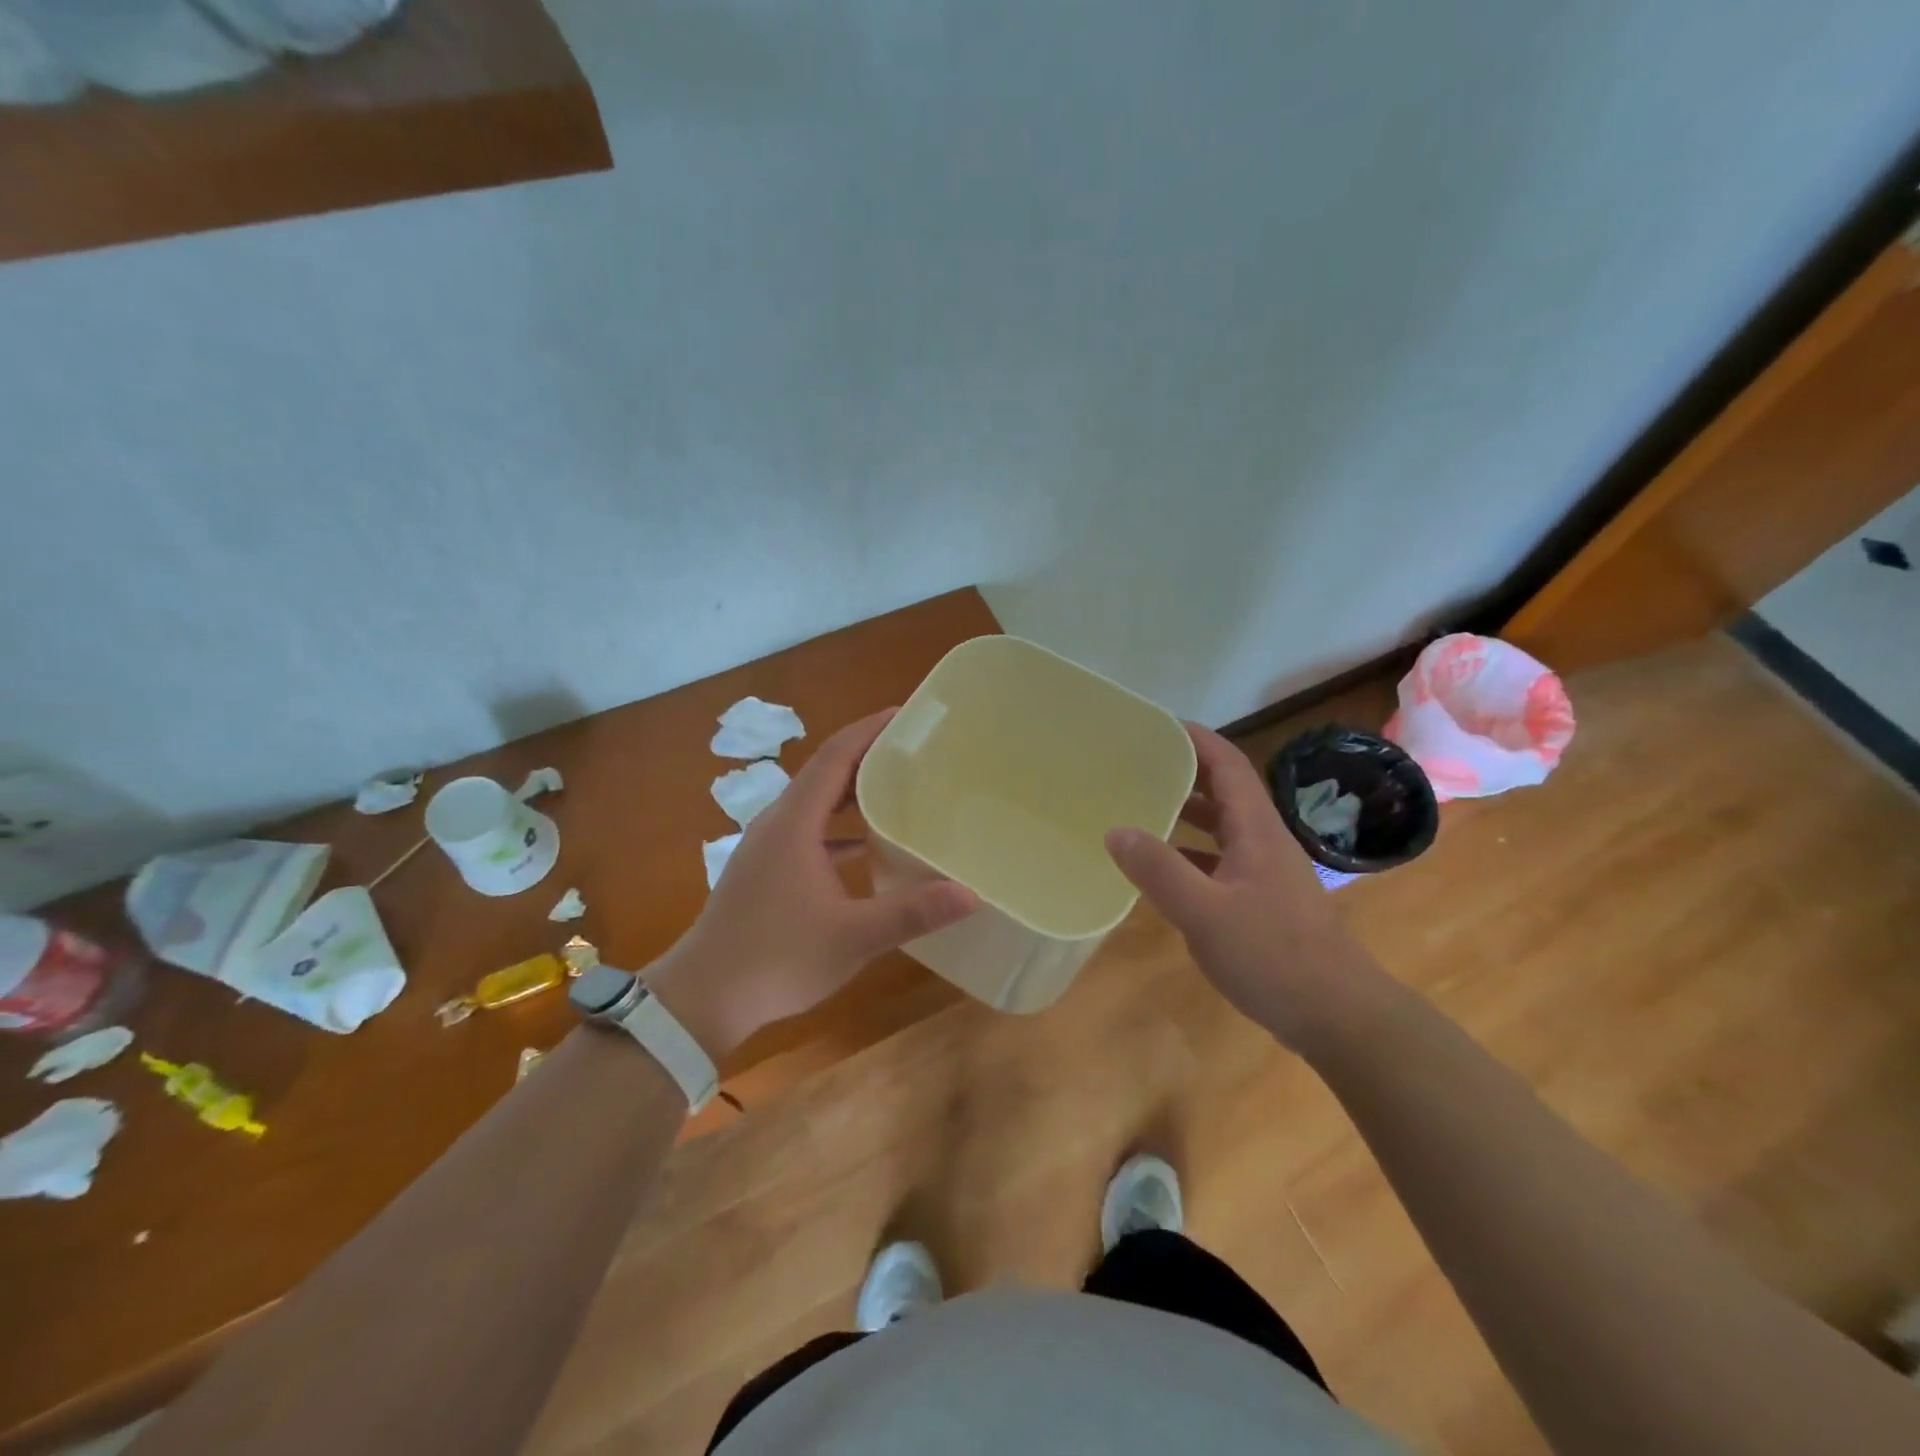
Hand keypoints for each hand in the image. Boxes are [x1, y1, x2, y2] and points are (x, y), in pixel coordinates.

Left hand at [650, 710, 976, 1059]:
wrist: (702, 998)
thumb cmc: (777, 958)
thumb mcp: (853, 937)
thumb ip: (911, 912)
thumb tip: (969, 893)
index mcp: (794, 823)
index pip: (834, 757)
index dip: (868, 731)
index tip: (905, 715)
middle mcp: (777, 824)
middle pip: (825, 773)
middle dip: (867, 756)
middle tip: (913, 751)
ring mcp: (766, 848)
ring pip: (814, 804)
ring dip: (852, 792)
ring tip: (897, 789)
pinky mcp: (764, 871)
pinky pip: (807, 831)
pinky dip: (838, 828)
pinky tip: (866, 848)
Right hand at [1103, 723, 1399, 1051]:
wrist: (1338, 1015)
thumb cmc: (1274, 956)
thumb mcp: (1206, 913)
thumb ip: (1160, 871)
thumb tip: (1115, 830)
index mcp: (1256, 829)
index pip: (1227, 764)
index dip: (1195, 738)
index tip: (1154, 725)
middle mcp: (1263, 840)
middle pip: (1223, 789)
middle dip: (1183, 770)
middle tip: (1134, 765)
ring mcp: (1265, 871)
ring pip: (1221, 826)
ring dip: (1186, 811)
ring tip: (1140, 807)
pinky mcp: (1262, 900)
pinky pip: (1220, 859)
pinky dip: (1190, 852)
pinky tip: (1162, 869)